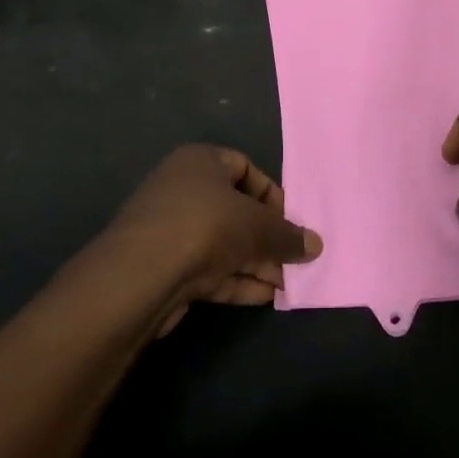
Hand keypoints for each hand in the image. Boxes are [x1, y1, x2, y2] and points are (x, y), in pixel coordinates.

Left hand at [102, 145, 323, 335]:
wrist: (142, 275)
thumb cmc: (206, 226)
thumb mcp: (258, 226)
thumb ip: (288, 235)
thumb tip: (316, 245)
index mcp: (200, 161)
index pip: (244, 167)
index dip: (270, 193)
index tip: (288, 221)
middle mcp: (182, 188)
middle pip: (235, 208)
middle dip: (266, 236)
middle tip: (291, 258)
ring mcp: (170, 229)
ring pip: (222, 242)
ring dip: (254, 261)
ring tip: (284, 283)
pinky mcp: (164, 266)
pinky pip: (208, 268)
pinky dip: (235, 279)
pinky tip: (262, 295)